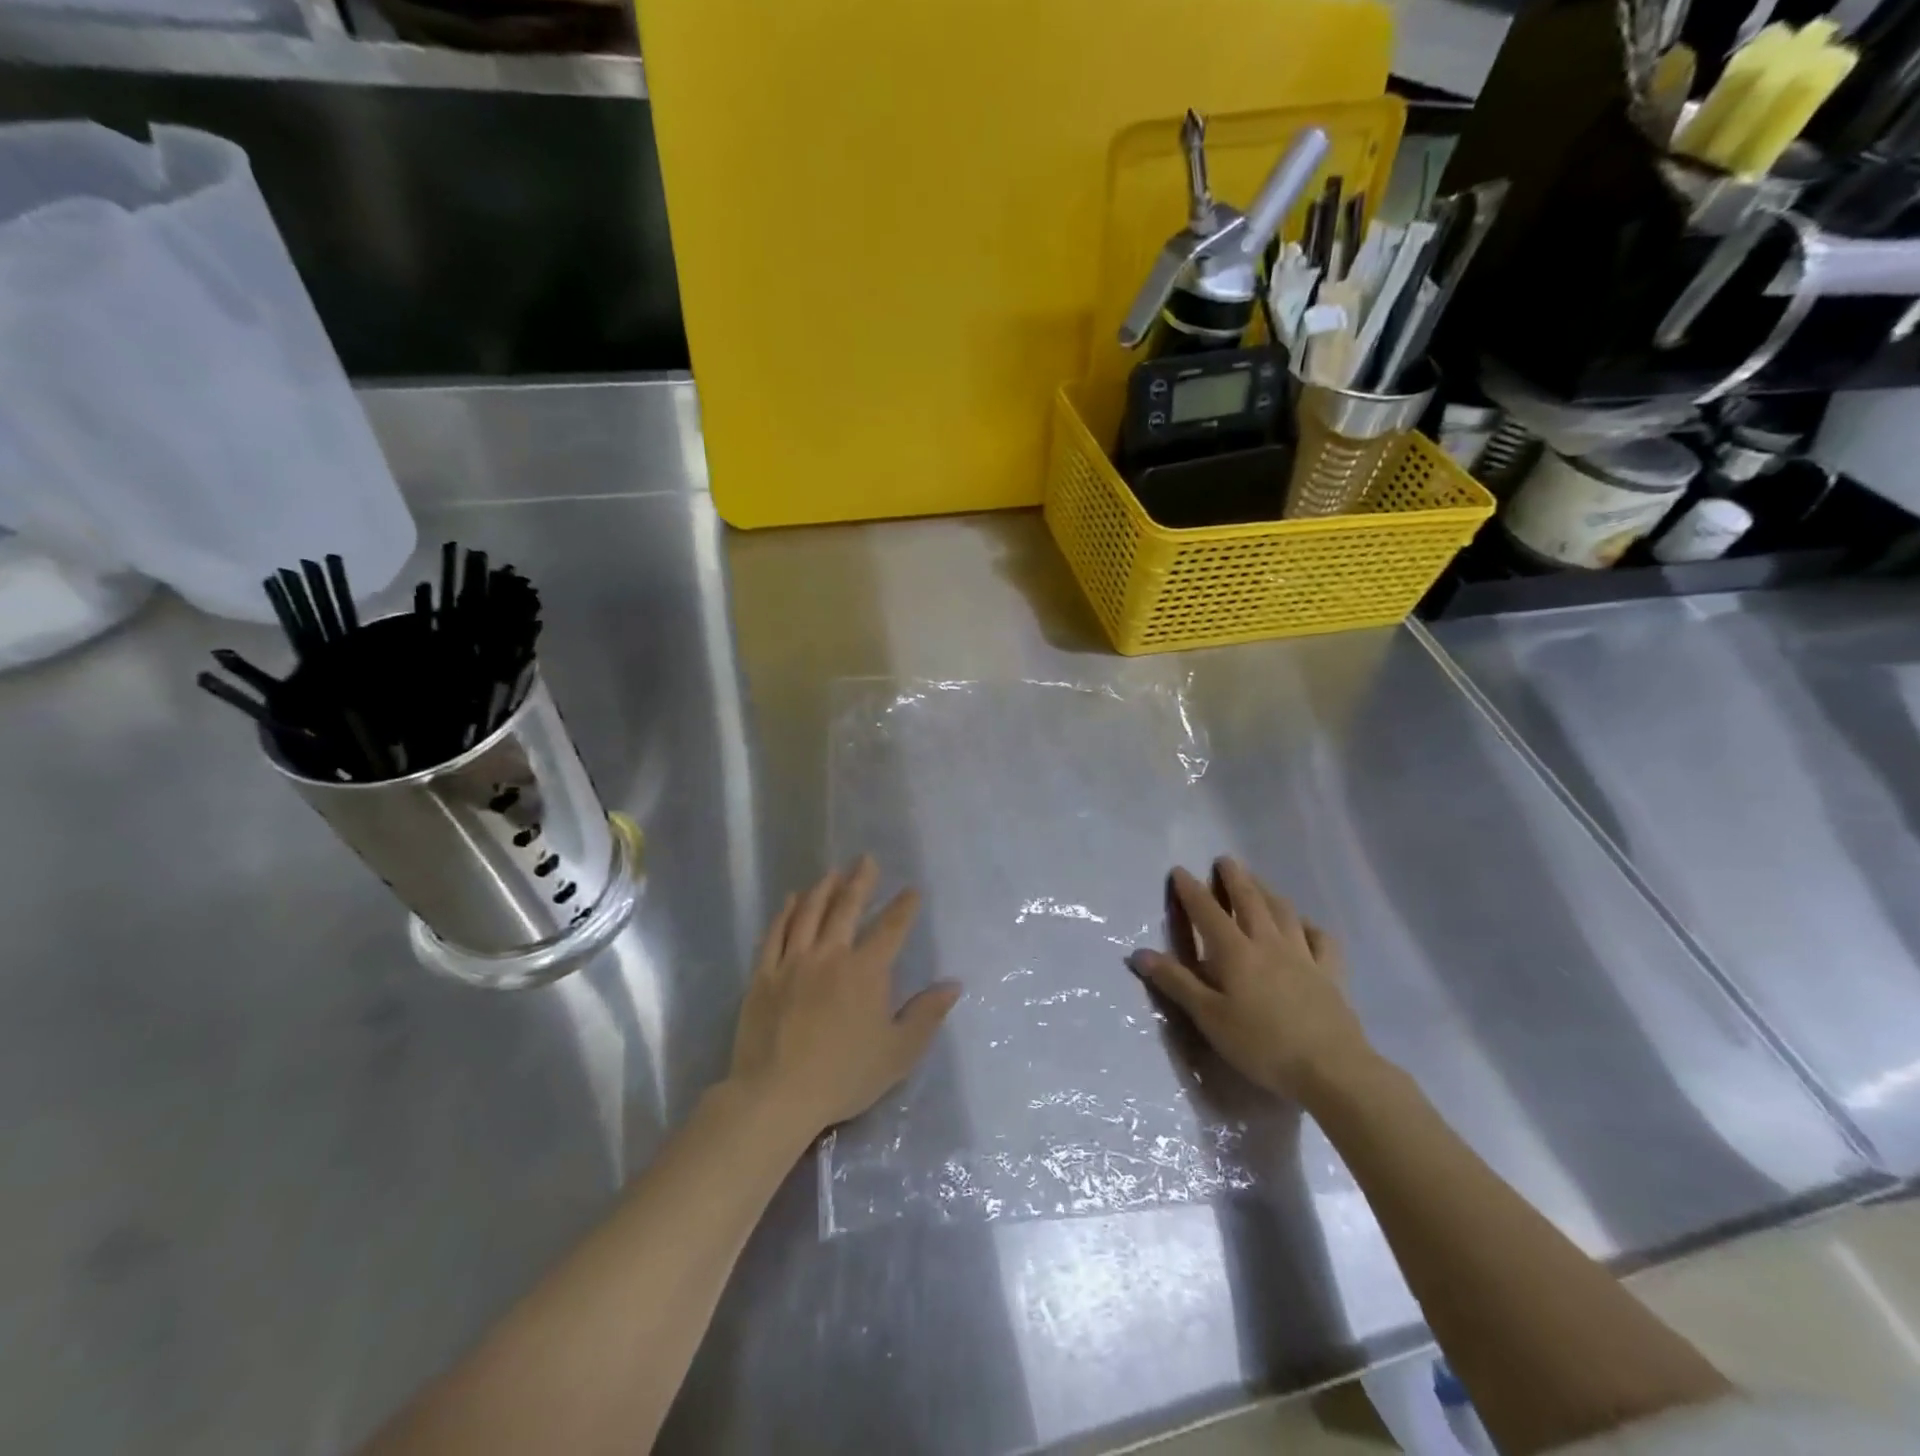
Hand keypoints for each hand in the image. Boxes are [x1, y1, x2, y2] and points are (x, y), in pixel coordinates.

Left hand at [729, 856, 960, 1138]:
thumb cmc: (844, 1076)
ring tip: (833, 872)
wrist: (776, 1096)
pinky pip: (775, 933)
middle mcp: (830, 955)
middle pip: (846, 907)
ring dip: (823, 888)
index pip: (891, 929)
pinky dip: (785, 912)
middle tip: (866, 860)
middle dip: (861, 881)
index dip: (904, 907)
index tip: (912, 890)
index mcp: (866, 971)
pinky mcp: (763, 974)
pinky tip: (791, 900)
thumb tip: (953, 984)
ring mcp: (793, 962)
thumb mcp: (898, 1053)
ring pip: (809, 912)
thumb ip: (926, 1015)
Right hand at [1128, 858, 1378, 1104]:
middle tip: (1224, 860)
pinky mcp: (1330, 973)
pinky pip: (1321, 939)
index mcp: (1235, 952)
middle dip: (1233, 878)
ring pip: (1283, 912)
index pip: (1207, 912)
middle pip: (1249, 900)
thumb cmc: (1261, 1044)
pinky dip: (1309, 926)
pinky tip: (1304, 925)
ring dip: (1267, 891)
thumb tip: (1139, 953)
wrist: (1330, 1068)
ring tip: (1257, 881)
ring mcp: (1303, 955)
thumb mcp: (1209, 1017)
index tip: (1180, 871)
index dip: (1191, 890)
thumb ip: (1176, 982)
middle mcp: (1268, 943)